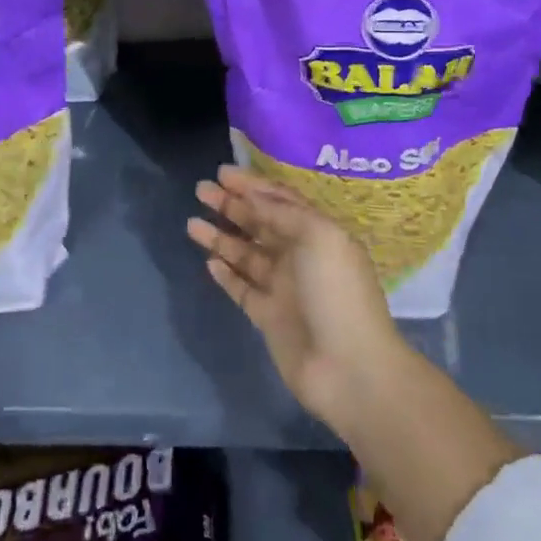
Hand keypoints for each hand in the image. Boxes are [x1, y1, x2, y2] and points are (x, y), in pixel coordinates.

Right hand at [187, 165, 411, 439]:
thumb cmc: (337, 293)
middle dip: (231, 205)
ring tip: (191, 223)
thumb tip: (253, 196)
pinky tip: (208, 262)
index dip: (252, 185)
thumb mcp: (319, 236)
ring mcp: (283, 288)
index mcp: (317, 233)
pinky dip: (226, 274)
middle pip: (259, 224)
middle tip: (201, 190)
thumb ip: (283, 212)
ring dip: (221, 237)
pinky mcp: (268, 317)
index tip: (222, 172)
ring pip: (245, 255)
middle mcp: (299, 256)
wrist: (349, 368)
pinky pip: (242, 288)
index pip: (280, 201)